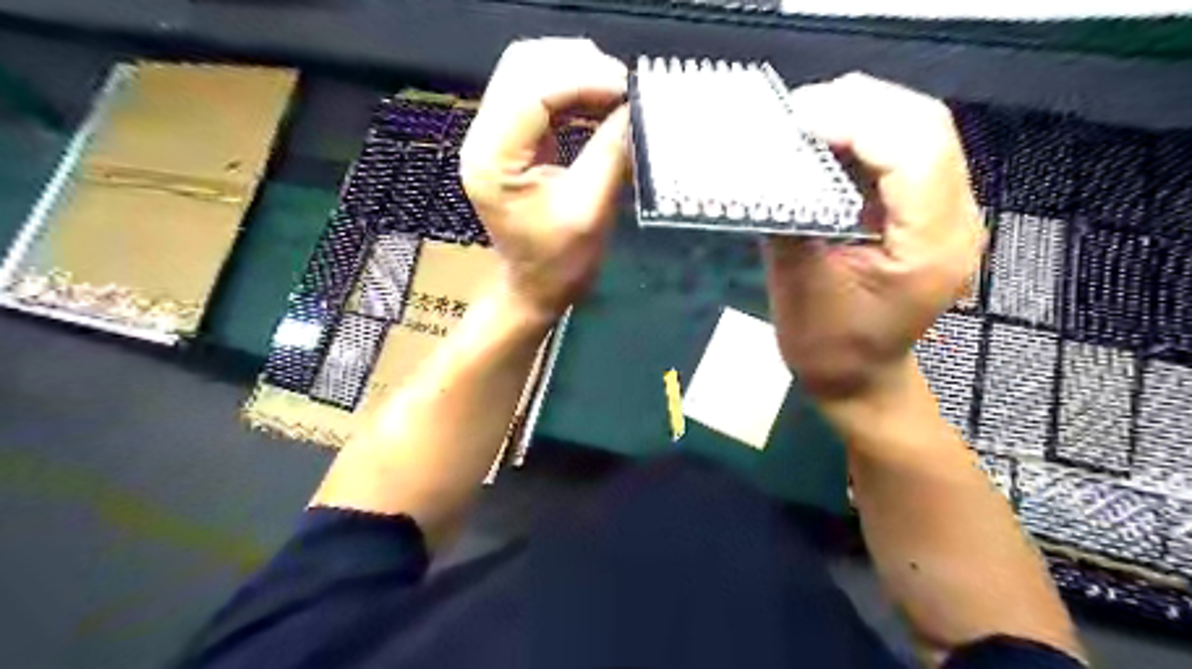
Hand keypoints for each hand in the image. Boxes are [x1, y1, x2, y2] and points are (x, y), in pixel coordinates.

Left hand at [457, 36, 630, 324]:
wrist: (534, 288)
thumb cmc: (559, 263)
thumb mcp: (591, 211)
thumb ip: (611, 153)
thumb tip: (634, 107)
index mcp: (493, 161)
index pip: (531, 92)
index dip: (582, 78)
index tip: (627, 88)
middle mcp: (482, 139)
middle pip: (522, 67)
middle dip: (577, 64)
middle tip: (623, 84)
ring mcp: (492, 136)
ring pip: (527, 71)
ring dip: (574, 69)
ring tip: (615, 88)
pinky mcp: (508, 139)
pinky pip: (535, 92)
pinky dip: (569, 87)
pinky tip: (598, 98)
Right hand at [768, 74, 983, 395]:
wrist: (861, 379)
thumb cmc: (828, 347)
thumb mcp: (797, 285)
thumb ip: (790, 217)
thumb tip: (767, 163)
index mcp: (929, 247)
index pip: (913, 151)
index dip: (855, 121)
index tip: (795, 119)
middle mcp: (957, 221)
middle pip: (925, 126)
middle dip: (858, 105)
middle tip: (796, 112)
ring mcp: (951, 214)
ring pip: (919, 131)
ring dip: (861, 115)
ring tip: (807, 121)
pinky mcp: (931, 213)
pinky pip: (906, 153)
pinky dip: (865, 137)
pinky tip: (828, 142)